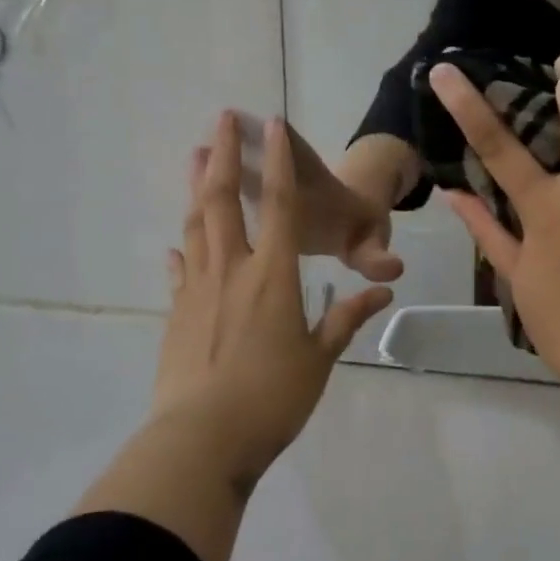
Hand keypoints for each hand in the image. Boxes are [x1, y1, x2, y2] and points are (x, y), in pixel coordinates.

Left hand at [152, 111, 392, 486]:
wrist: (201, 440)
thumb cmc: (272, 397)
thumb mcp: (319, 358)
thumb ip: (347, 318)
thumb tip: (384, 291)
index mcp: (273, 276)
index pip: (282, 206)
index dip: (281, 163)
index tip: (275, 125)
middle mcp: (232, 270)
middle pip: (224, 201)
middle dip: (224, 157)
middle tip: (219, 120)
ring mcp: (197, 290)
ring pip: (196, 226)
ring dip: (196, 188)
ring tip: (195, 157)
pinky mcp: (175, 315)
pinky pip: (179, 271)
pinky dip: (181, 252)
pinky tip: (176, 245)